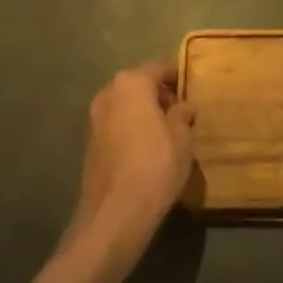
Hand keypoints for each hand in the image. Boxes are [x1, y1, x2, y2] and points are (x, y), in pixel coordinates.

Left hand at [70, 61, 194, 264]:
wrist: (115, 215)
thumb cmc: (155, 165)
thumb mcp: (182, 137)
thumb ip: (182, 115)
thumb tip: (183, 106)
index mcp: (132, 83)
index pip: (158, 68)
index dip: (177, 76)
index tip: (192, 86)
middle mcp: (109, 94)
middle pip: (139, 86)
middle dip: (159, 95)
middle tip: (182, 110)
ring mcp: (95, 120)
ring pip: (126, 107)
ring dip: (144, 114)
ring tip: (167, 132)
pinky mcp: (90, 145)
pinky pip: (117, 127)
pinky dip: (132, 130)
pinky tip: (148, 150)